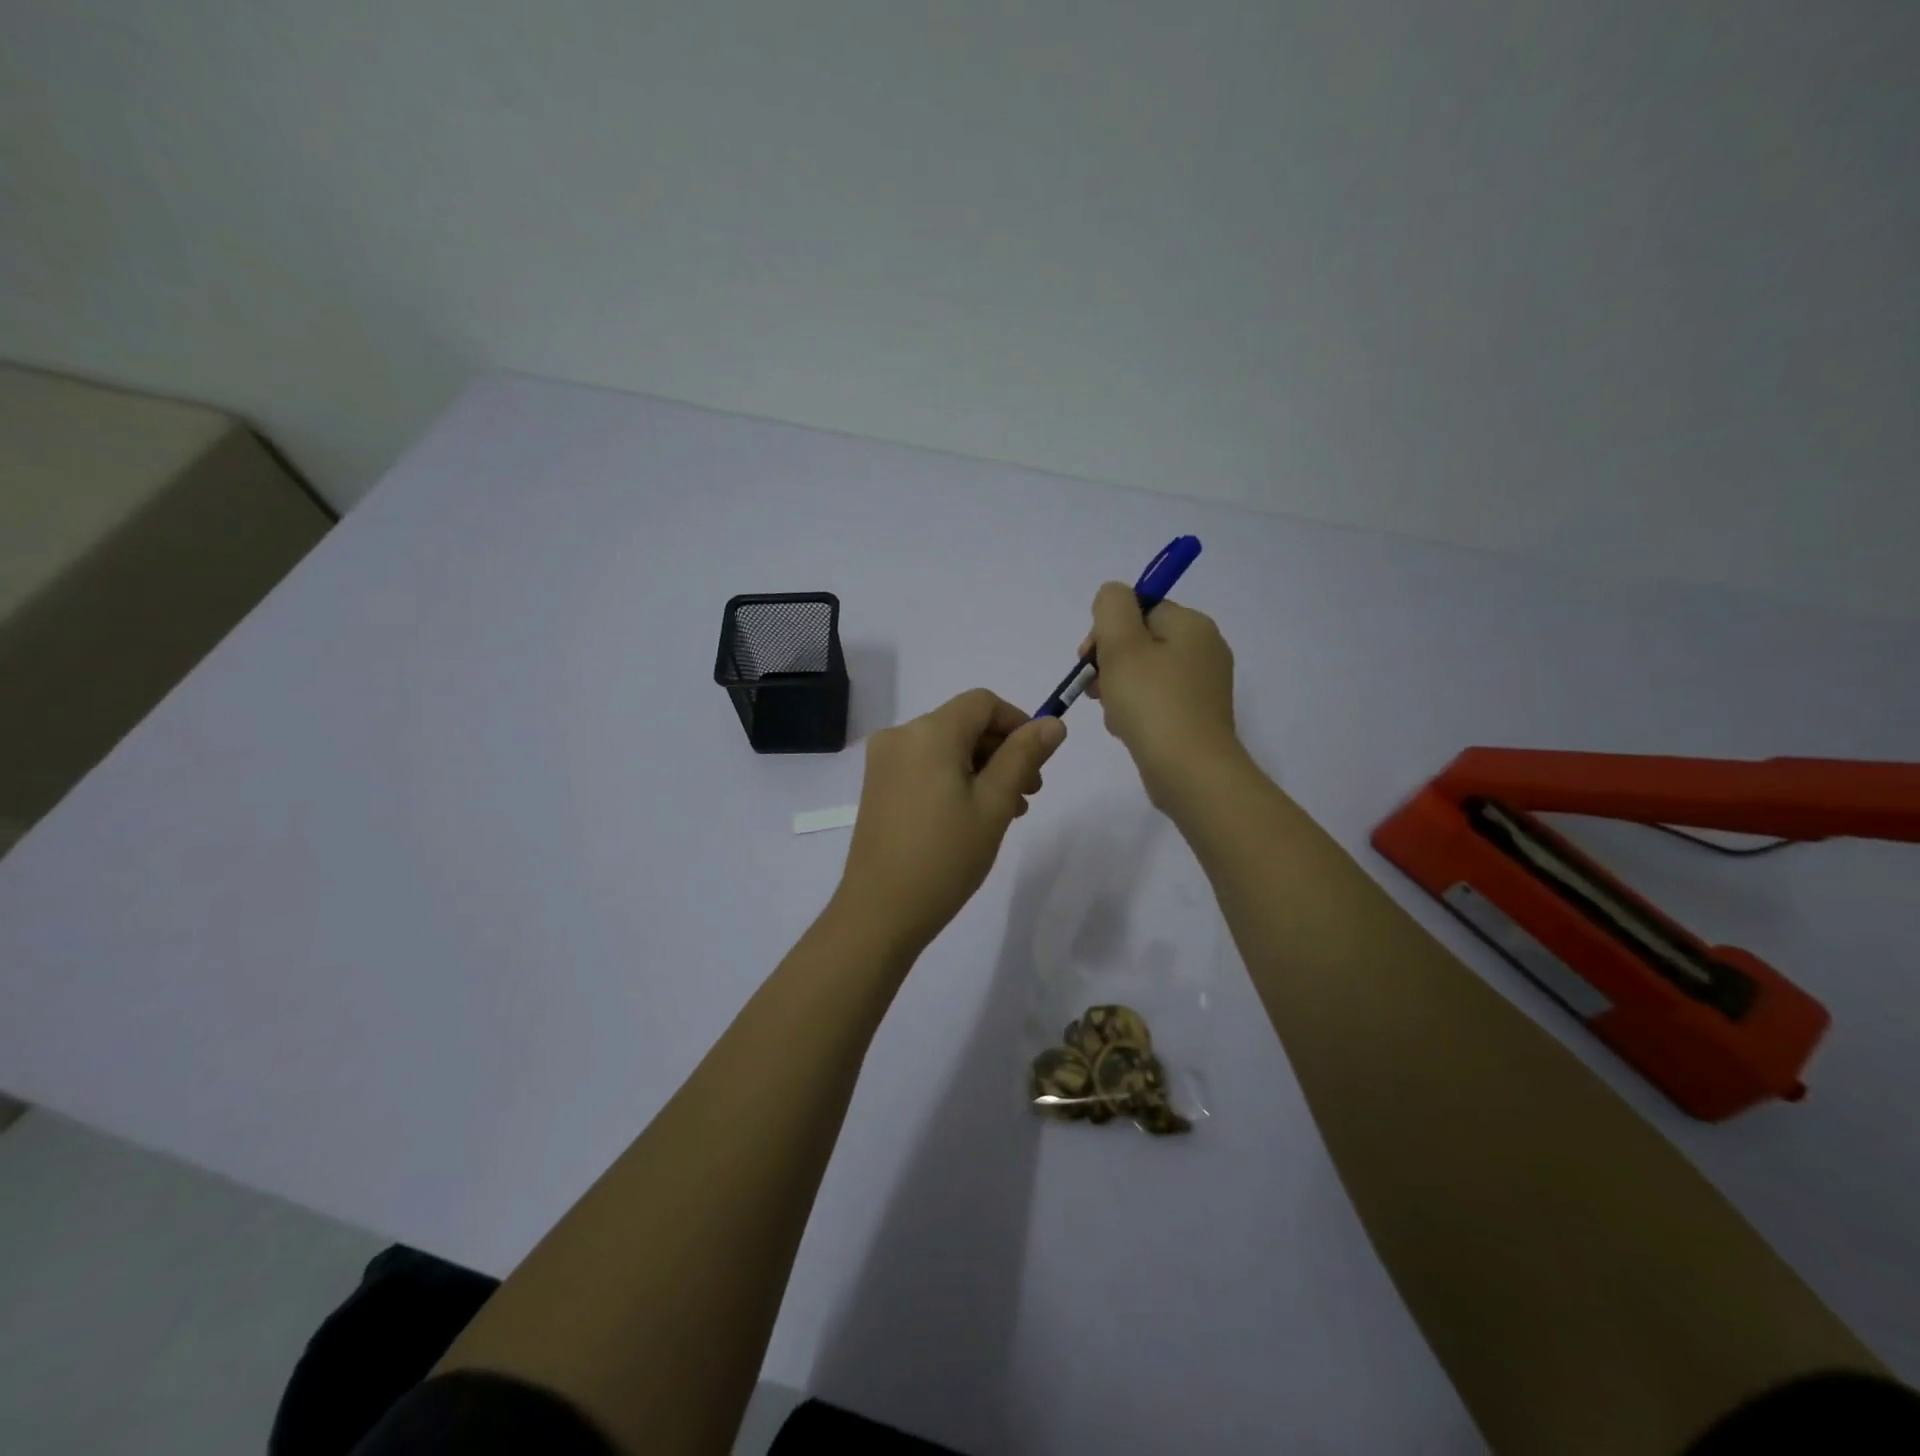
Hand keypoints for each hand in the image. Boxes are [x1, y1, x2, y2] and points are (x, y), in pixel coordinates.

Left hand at [835, 689, 1066, 955]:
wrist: (880, 912)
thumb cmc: (945, 856)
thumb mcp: (994, 804)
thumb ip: (1024, 756)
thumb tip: (1053, 723)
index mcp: (929, 731)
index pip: (983, 703)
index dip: (1018, 723)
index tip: (1039, 761)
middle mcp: (901, 735)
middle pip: (964, 724)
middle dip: (1002, 750)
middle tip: (1030, 794)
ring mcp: (885, 762)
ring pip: (947, 747)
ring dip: (982, 768)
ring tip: (1008, 811)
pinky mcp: (878, 786)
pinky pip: (926, 766)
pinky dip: (955, 779)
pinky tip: (974, 815)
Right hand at [1081, 582, 1241, 810]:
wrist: (1190, 771)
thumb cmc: (1151, 702)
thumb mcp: (1121, 643)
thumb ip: (1112, 605)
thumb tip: (1113, 597)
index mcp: (1192, 625)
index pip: (1140, 608)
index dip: (1107, 629)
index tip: (1088, 657)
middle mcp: (1205, 649)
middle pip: (1141, 641)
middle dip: (1109, 662)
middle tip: (1094, 688)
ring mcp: (1204, 686)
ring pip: (1145, 674)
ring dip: (1118, 689)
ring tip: (1113, 714)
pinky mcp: (1198, 717)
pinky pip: (1157, 701)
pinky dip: (1136, 710)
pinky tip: (1126, 729)